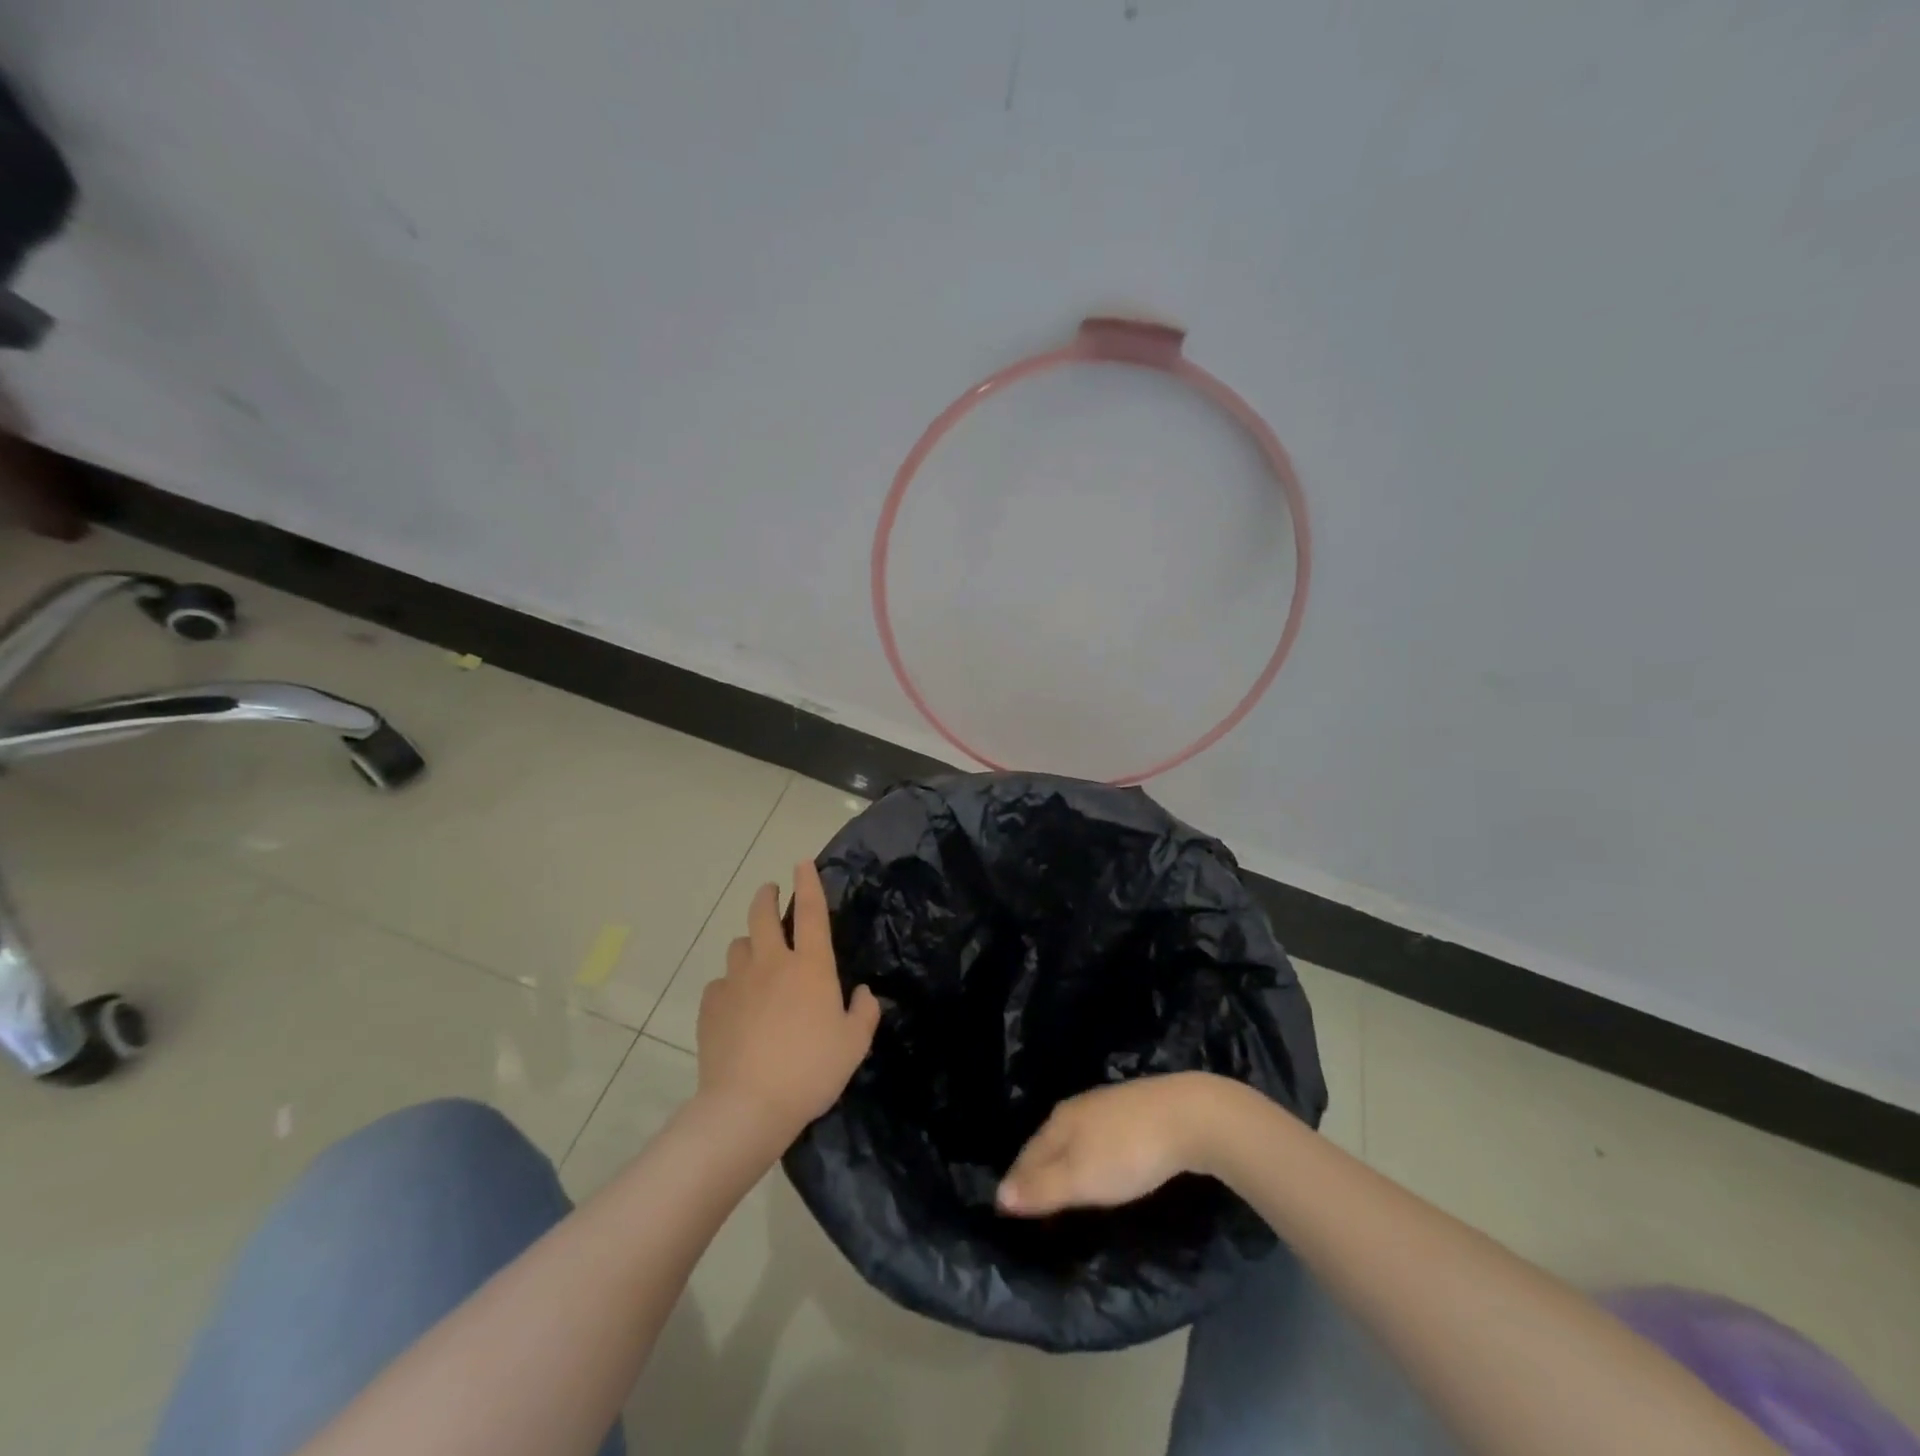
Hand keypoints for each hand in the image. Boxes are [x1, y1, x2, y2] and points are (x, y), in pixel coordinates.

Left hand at [697, 860, 880, 1144]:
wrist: (748, 1105)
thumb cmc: (811, 1070)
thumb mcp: (854, 1044)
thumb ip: (864, 1012)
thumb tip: (863, 993)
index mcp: (810, 966)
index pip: (810, 911)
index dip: (808, 883)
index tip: (801, 863)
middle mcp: (771, 963)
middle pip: (762, 914)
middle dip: (766, 895)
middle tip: (770, 892)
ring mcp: (736, 982)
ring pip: (738, 945)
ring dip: (749, 943)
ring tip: (756, 957)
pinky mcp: (711, 1006)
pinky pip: (720, 983)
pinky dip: (730, 985)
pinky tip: (736, 1005)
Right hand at [997, 1072, 1233, 1216]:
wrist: (1190, 1116)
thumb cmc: (1129, 1152)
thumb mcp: (1081, 1178)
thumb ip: (1041, 1188)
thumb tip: (999, 1195)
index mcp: (1060, 1120)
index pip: (1027, 1153)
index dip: (1016, 1181)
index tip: (1006, 1208)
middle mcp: (1079, 1107)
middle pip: (1049, 1142)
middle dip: (1038, 1169)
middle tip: (1032, 1201)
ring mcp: (1109, 1105)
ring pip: (1076, 1137)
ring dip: (1066, 1162)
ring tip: (1065, 1187)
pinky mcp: (1137, 1110)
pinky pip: (1101, 1137)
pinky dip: (1092, 1155)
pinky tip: (1103, 1166)